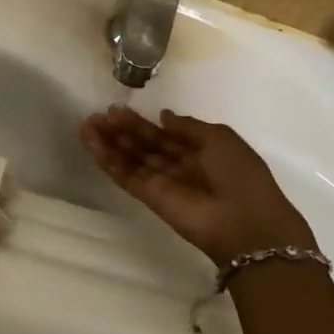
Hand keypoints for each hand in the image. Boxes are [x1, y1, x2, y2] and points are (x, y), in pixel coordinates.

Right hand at [79, 106, 307, 266]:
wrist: (246, 223)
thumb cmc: (240, 175)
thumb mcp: (220, 138)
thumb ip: (188, 127)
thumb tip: (163, 117)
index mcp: (200, 152)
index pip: (163, 135)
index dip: (141, 123)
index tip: (117, 109)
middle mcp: (179, 167)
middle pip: (143, 146)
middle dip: (120, 130)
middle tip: (97, 116)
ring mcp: (163, 183)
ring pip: (131, 160)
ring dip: (109, 144)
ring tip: (87, 126)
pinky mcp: (150, 198)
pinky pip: (126, 176)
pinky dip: (109, 161)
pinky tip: (92, 145)